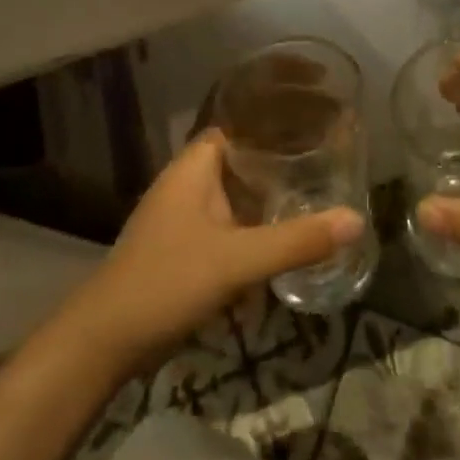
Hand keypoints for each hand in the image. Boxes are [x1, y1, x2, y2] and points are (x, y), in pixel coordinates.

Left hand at [58, 130, 364, 378]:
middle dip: (282, 160)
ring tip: (318, 194)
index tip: (317, 116)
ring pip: (237, 192)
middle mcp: (189, 180)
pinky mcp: (185, 246)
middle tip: (330, 158)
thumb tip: (356, 219)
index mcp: (196, 165)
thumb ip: (296, 241)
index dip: (277, 116)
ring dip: (270, 196)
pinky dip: (255, 227)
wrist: (103, 343)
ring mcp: (185, 214)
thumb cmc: (167, 282)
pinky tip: (285, 242)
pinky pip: (230, 223)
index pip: (242, 122)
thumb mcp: (237, 260)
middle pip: (244, 157)